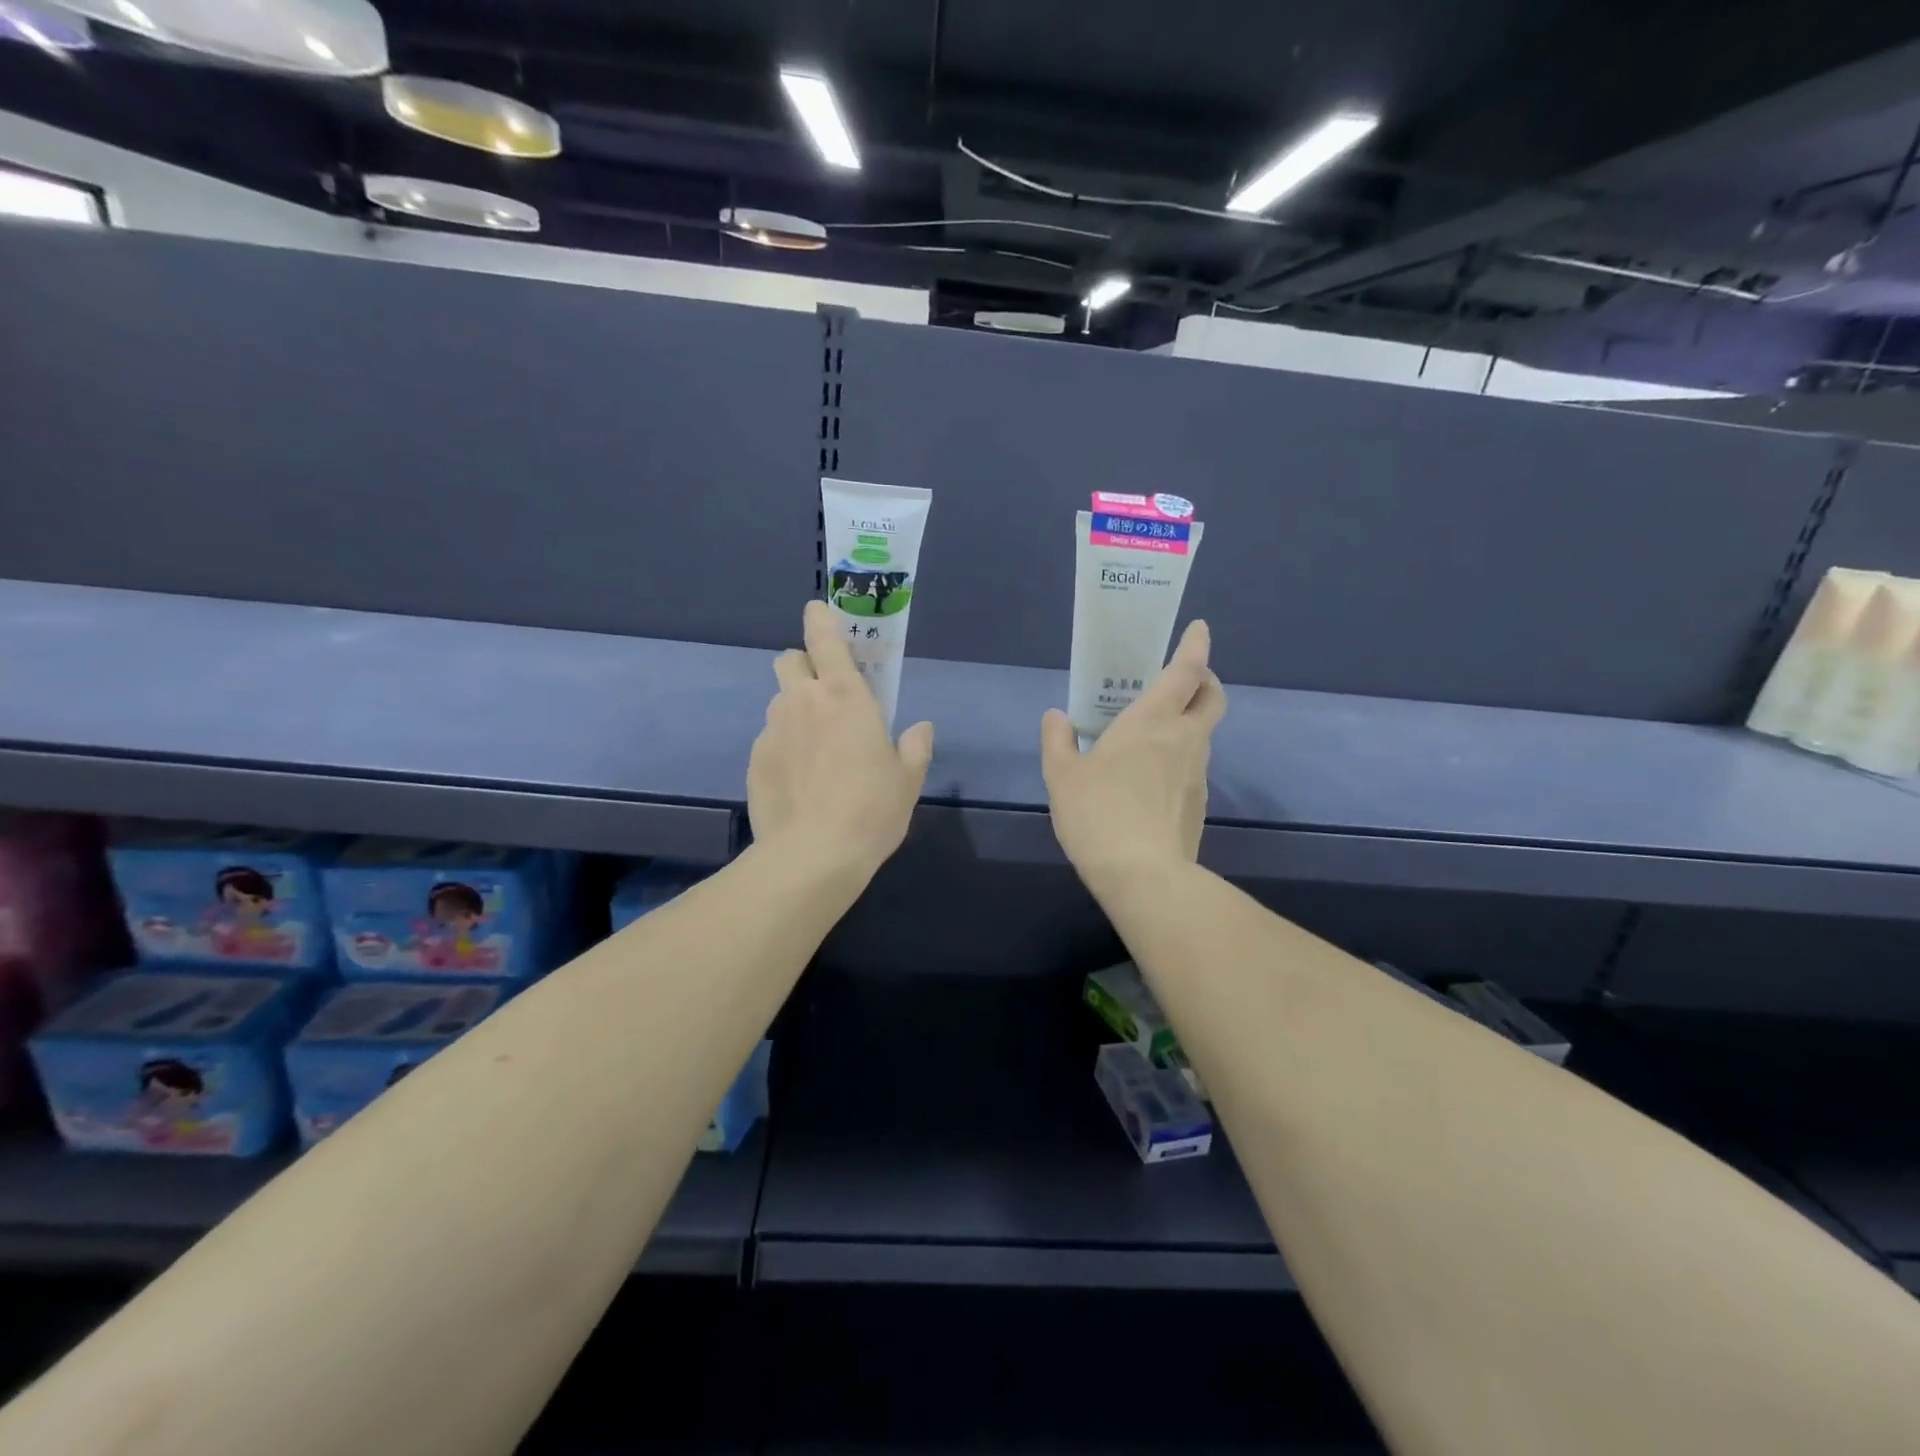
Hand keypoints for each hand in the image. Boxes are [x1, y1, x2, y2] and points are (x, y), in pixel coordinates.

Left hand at [747, 600, 934, 882]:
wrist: (812, 855)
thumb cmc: (871, 810)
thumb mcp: (907, 780)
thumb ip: (915, 747)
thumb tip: (921, 728)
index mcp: (845, 696)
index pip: (824, 638)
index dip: (819, 619)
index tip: (818, 611)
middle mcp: (802, 702)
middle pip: (789, 660)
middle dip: (803, 667)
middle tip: (825, 698)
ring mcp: (773, 730)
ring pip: (779, 703)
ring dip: (795, 713)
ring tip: (815, 753)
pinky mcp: (755, 760)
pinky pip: (770, 741)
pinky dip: (783, 749)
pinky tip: (798, 783)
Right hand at [1041, 620, 1226, 893]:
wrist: (1143, 874)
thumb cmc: (1098, 813)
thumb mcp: (1062, 776)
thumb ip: (1058, 741)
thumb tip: (1057, 717)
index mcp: (1153, 721)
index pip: (1186, 671)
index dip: (1195, 646)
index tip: (1198, 629)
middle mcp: (1185, 739)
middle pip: (1212, 698)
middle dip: (1205, 680)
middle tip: (1182, 679)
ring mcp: (1198, 773)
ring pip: (1203, 734)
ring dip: (1188, 723)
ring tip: (1152, 735)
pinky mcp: (1199, 804)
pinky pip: (1192, 768)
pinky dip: (1180, 759)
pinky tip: (1150, 780)